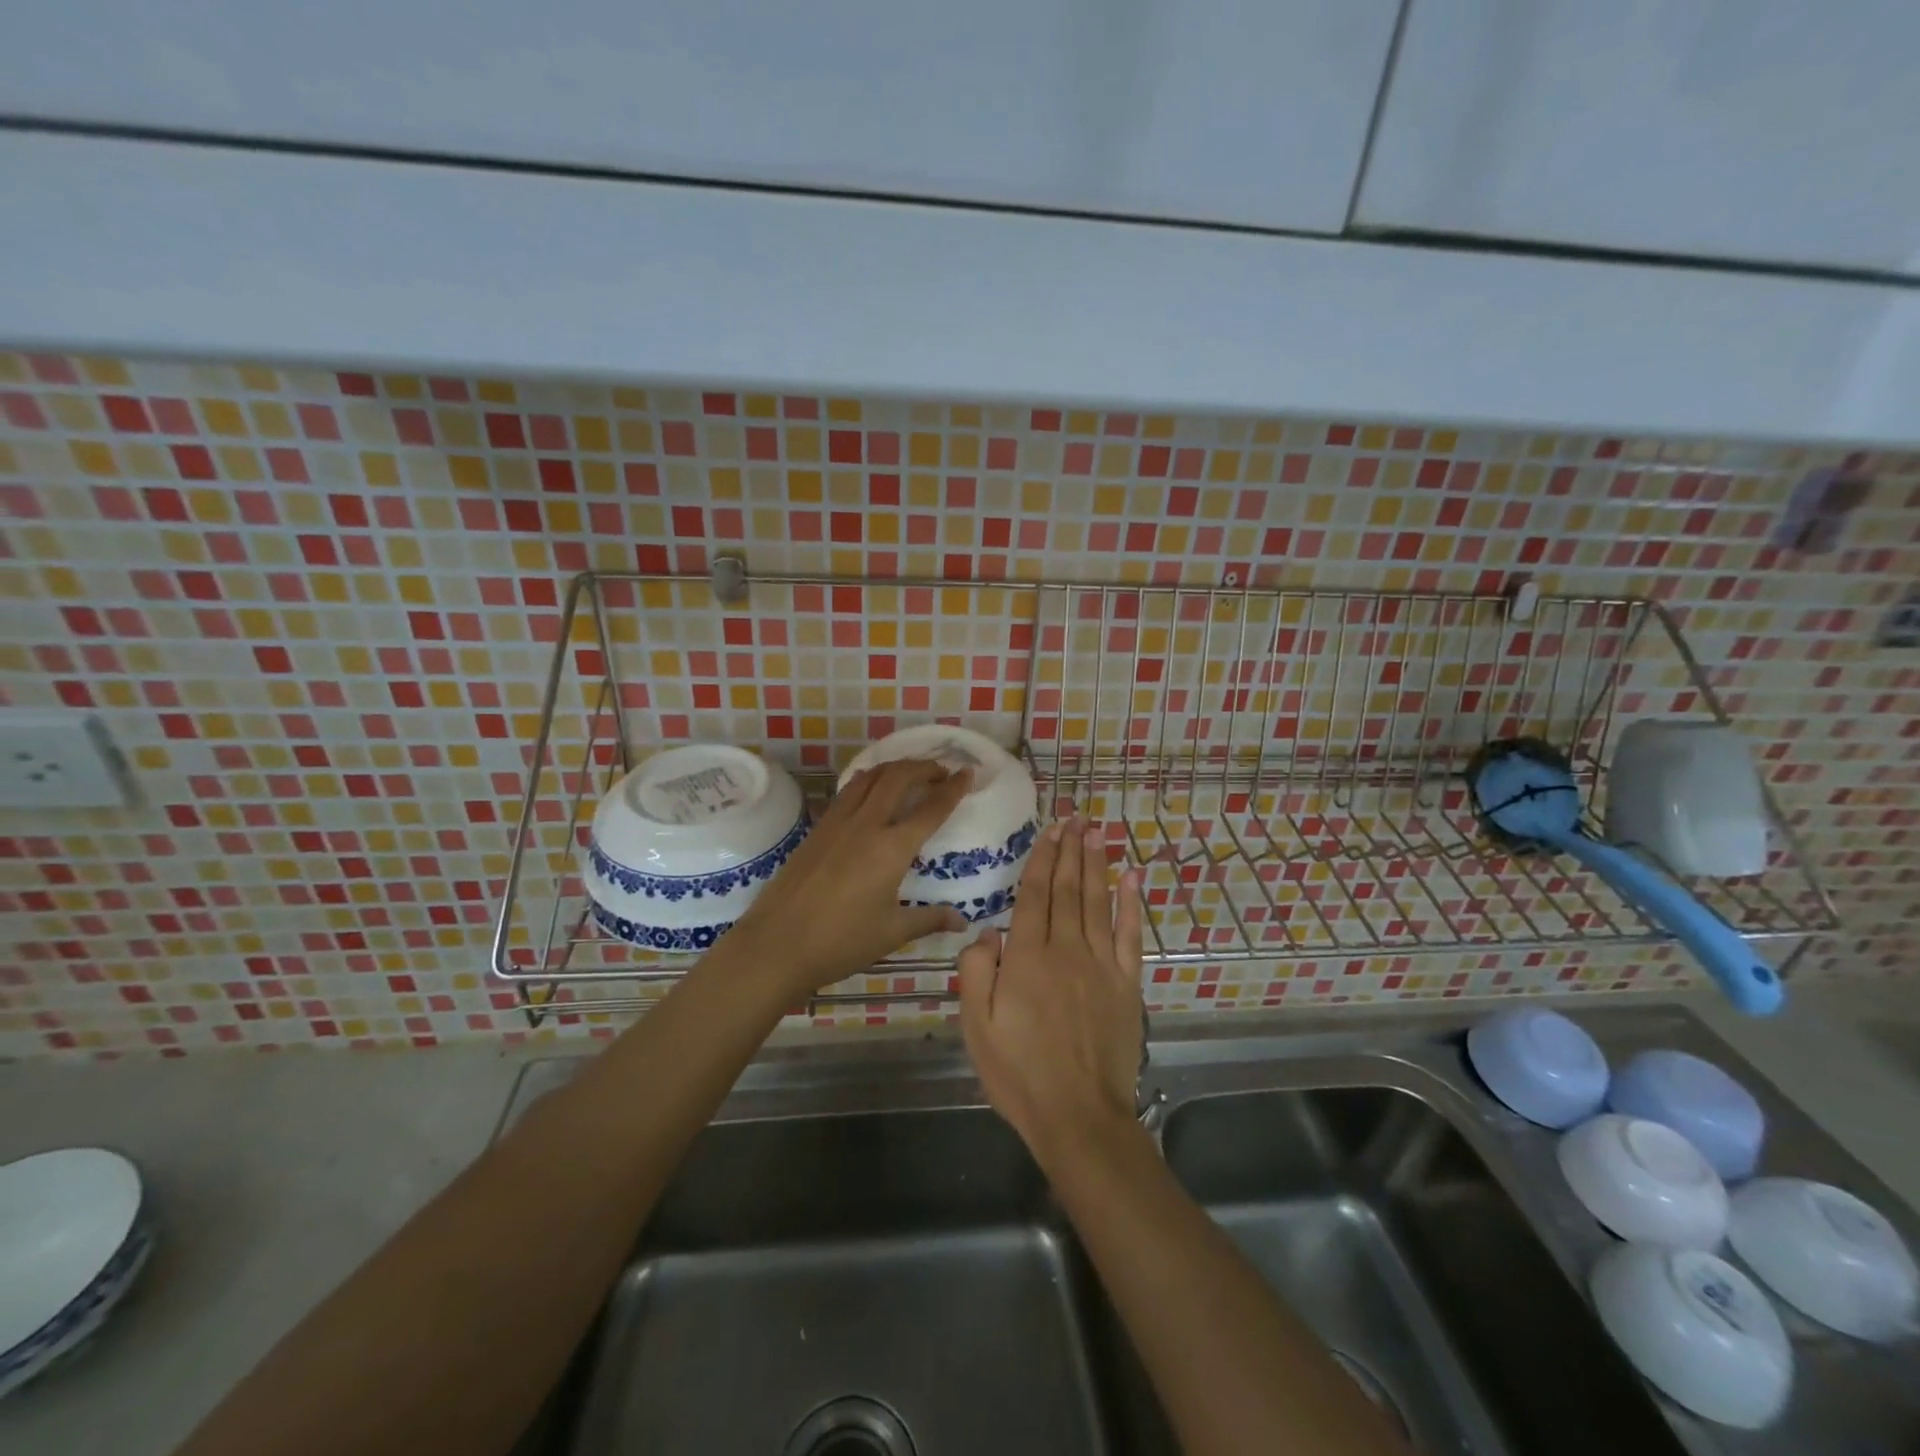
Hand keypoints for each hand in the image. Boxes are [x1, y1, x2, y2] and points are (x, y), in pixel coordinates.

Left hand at [730, 759, 972, 995]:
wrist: (776, 945)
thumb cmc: (840, 942)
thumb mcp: (891, 933)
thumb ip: (929, 919)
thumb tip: (962, 921)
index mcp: (892, 848)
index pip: (931, 808)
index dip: (953, 788)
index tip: (968, 773)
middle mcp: (866, 825)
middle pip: (899, 777)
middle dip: (924, 767)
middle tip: (942, 771)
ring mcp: (837, 822)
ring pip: (870, 777)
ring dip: (895, 767)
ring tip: (910, 773)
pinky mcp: (817, 829)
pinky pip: (849, 791)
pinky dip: (869, 780)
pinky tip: (871, 790)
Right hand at [957, 817, 1144, 1167]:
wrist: (1079, 1116)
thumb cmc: (1019, 1073)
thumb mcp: (976, 1027)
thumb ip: (976, 973)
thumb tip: (985, 931)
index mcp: (1027, 958)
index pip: (1035, 896)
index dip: (1042, 860)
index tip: (1049, 831)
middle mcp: (1066, 950)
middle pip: (1068, 890)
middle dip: (1070, 852)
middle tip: (1076, 818)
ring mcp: (1101, 965)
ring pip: (1097, 903)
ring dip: (1096, 865)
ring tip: (1096, 833)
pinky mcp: (1127, 984)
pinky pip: (1130, 935)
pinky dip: (1131, 904)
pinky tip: (1132, 879)